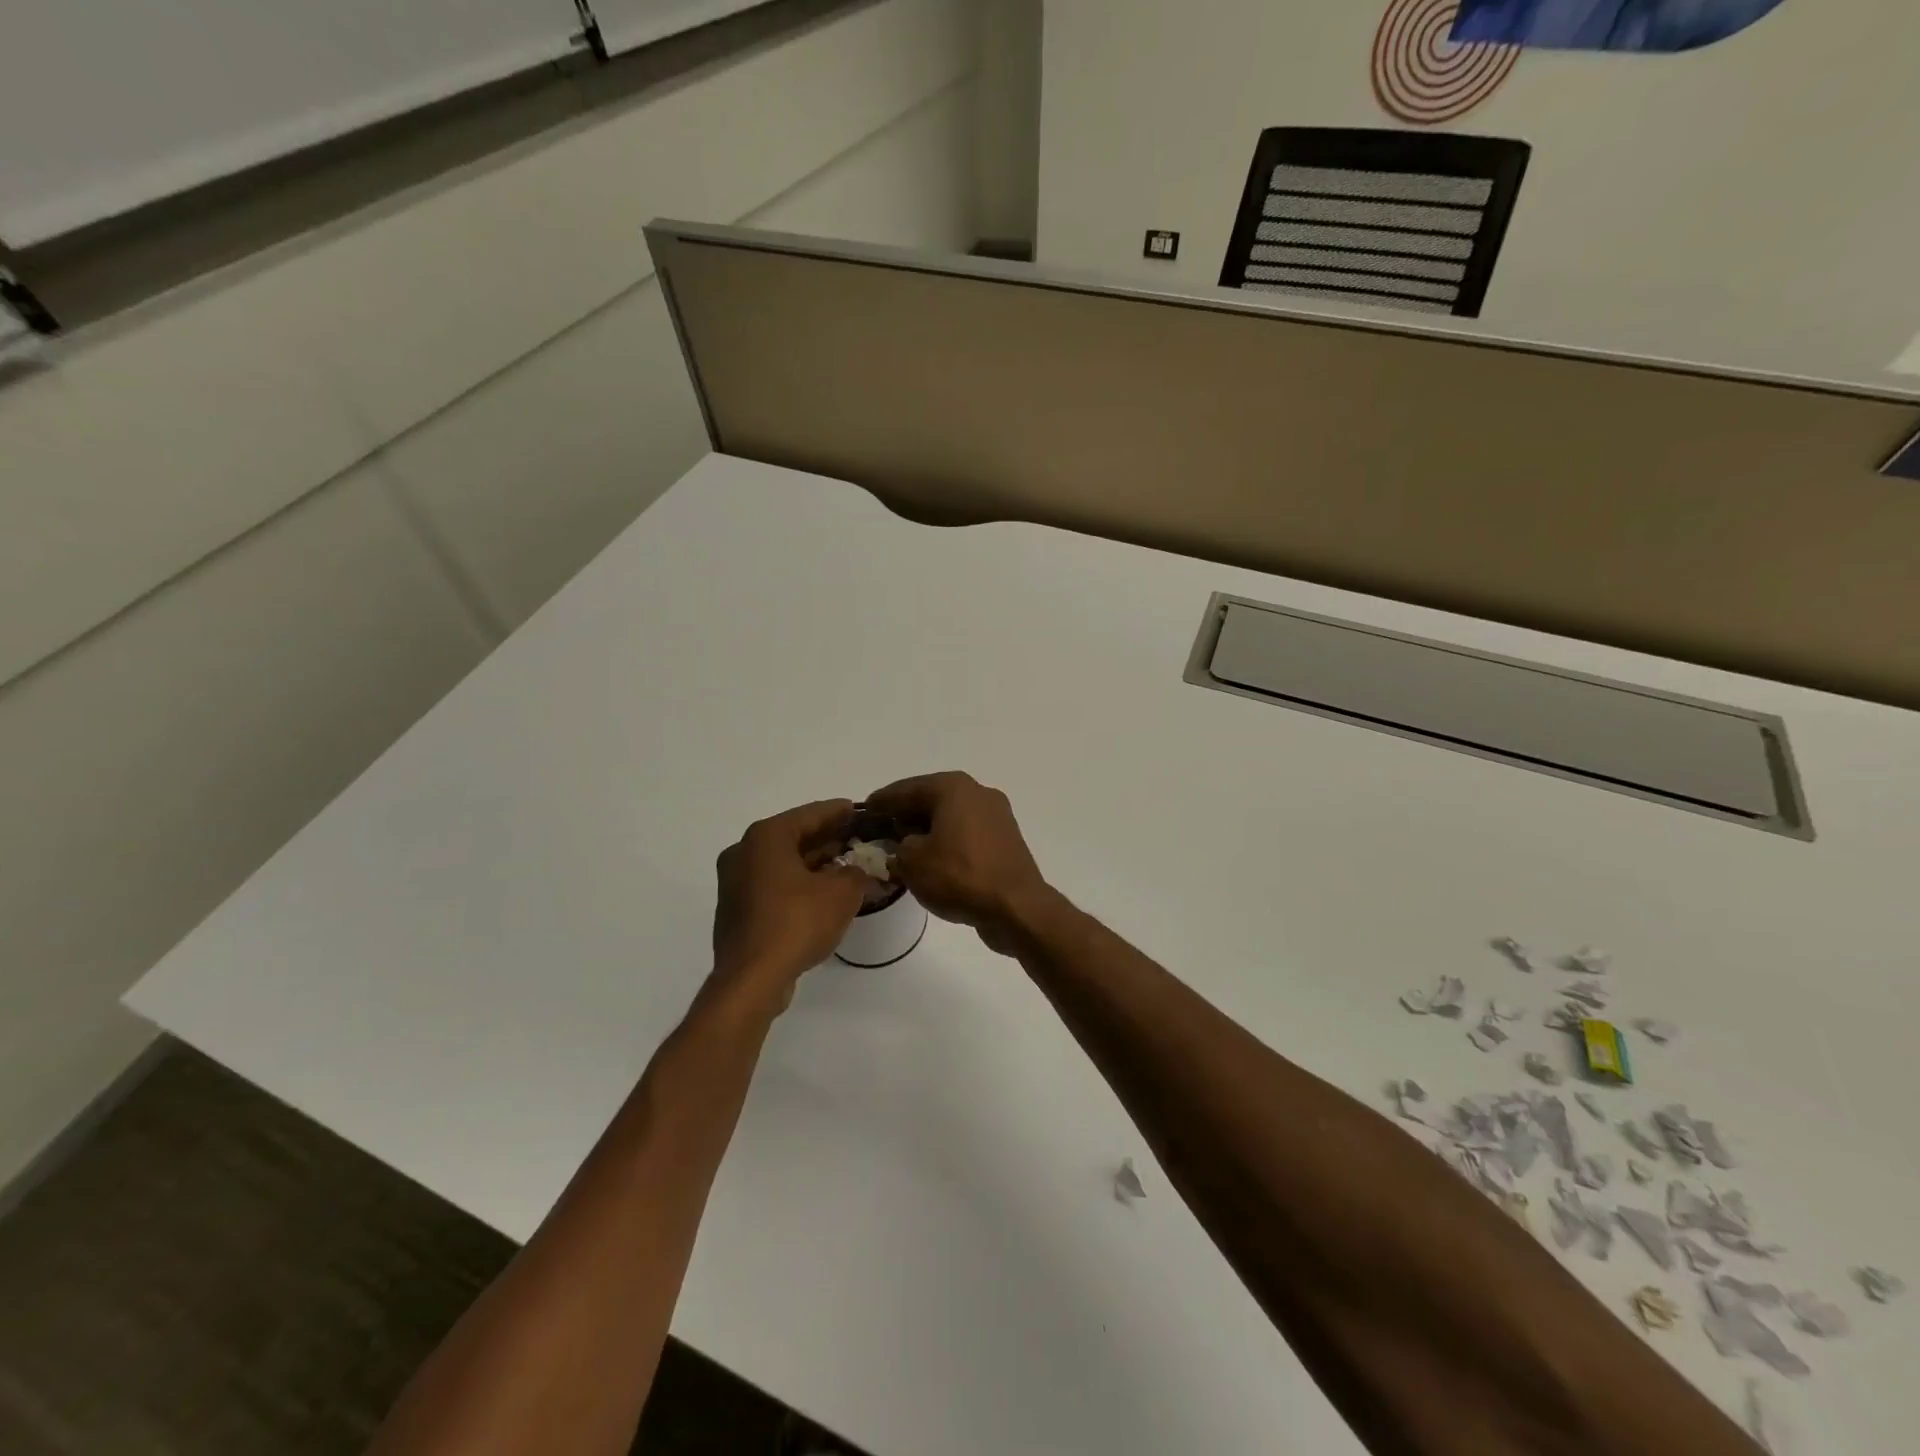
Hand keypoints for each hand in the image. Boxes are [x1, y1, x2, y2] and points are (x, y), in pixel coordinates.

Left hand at [710, 799, 866, 1011]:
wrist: (752, 979)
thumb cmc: (796, 922)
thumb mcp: (842, 894)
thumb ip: (857, 873)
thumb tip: (860, 871)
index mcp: (766, 837)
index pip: (810, 814)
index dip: (839, 812)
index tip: (859, 809)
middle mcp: (744, 852)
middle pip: (794, 837)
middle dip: (827, 839)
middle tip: (857, 840)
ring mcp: (735, 882)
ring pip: (783, 863)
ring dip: (814, 864)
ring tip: (846, 867)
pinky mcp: (736, 909)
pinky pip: (773, 885)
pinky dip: (798, 884)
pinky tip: (822, 894)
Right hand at [863, 772, 1053, 951]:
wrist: (1016, 907)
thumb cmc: (959, 876)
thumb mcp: (911, 862)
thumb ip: (896, 848)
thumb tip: (902, 846)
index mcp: (953, 788)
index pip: (906, 789)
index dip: (881, 802)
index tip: (863, 811)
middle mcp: (977, 793)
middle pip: (930, 800)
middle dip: (904, 816)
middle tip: (880, 831)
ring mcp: (996, 816)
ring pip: (950, 818)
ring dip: (926, 831)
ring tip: (902, 849)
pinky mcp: (1005, 841)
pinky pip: (966, 835)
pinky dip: (946, 843)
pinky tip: (932, 861)